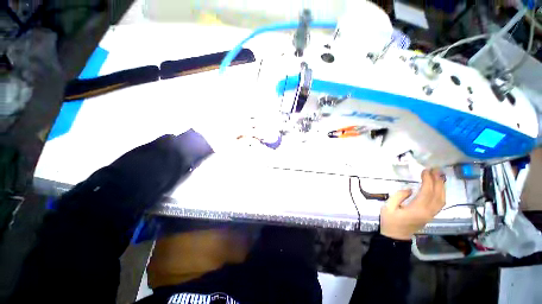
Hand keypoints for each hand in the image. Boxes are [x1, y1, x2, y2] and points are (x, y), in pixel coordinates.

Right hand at [380, 169, 445, 240]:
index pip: (427, 192)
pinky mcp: (430, 216)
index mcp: (417, 209)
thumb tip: (410, 190)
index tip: (425, 170)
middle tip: (436, 169)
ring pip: (442, 200)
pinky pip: (440, 203)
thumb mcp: (388, 207)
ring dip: (442, 187)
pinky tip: (438, 187)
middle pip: (438, 195)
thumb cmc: (390, 221)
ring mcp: (431, 214)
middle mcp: (428, 212)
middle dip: (438, 181)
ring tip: (439, 176)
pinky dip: (441, 193)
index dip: (428, 180)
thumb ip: (398, 196)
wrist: (396, 235)